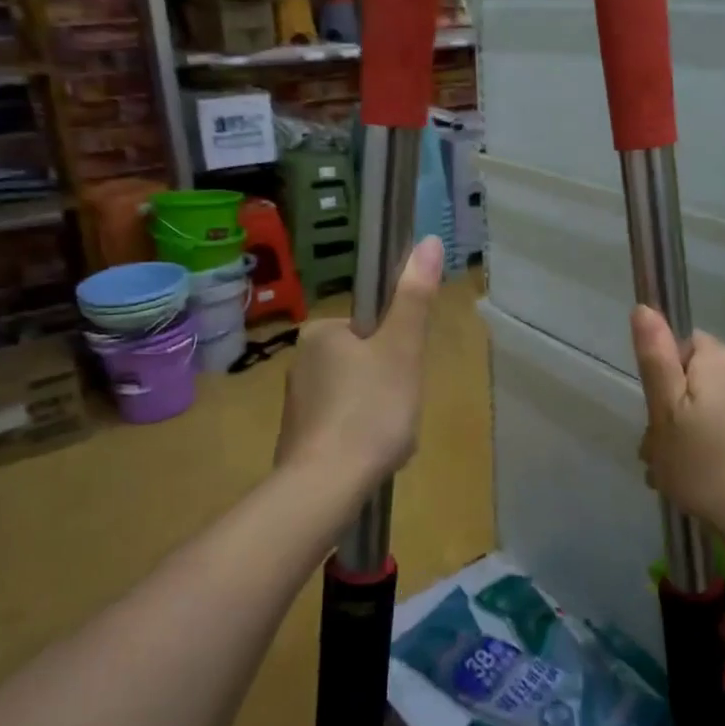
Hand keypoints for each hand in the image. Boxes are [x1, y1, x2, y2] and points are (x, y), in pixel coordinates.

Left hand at [276, 236, 443, 494]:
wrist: (325, 485)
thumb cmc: (370, 409)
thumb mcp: (402, 348)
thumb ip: (414, 297)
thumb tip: (428, 240)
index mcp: (321, 333)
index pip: (371, 329)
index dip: (396, 351)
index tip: (403, 378)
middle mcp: (301, 361)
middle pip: (366, 363)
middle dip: (389, 386)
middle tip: (398, 411)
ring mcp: (297, 402)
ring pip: (356, 396)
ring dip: (378, 414)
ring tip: (388, 438)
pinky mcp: (298, 437)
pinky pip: (342, 425)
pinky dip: (361, 435)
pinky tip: (371, 455)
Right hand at [630, 306, 724, 544]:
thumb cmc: (704, 462)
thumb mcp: (666, 408)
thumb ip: (654, 356)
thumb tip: (644, 307)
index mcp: (719, 358)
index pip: (676, 346)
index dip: (659, 379)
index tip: (656, 414)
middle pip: (685, 379)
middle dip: (665, 414)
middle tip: (658, 452)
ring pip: (697, 408)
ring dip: (677, 436)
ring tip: (669, 473)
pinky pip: (716, 428)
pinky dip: (700, 448)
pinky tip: (691, 479)